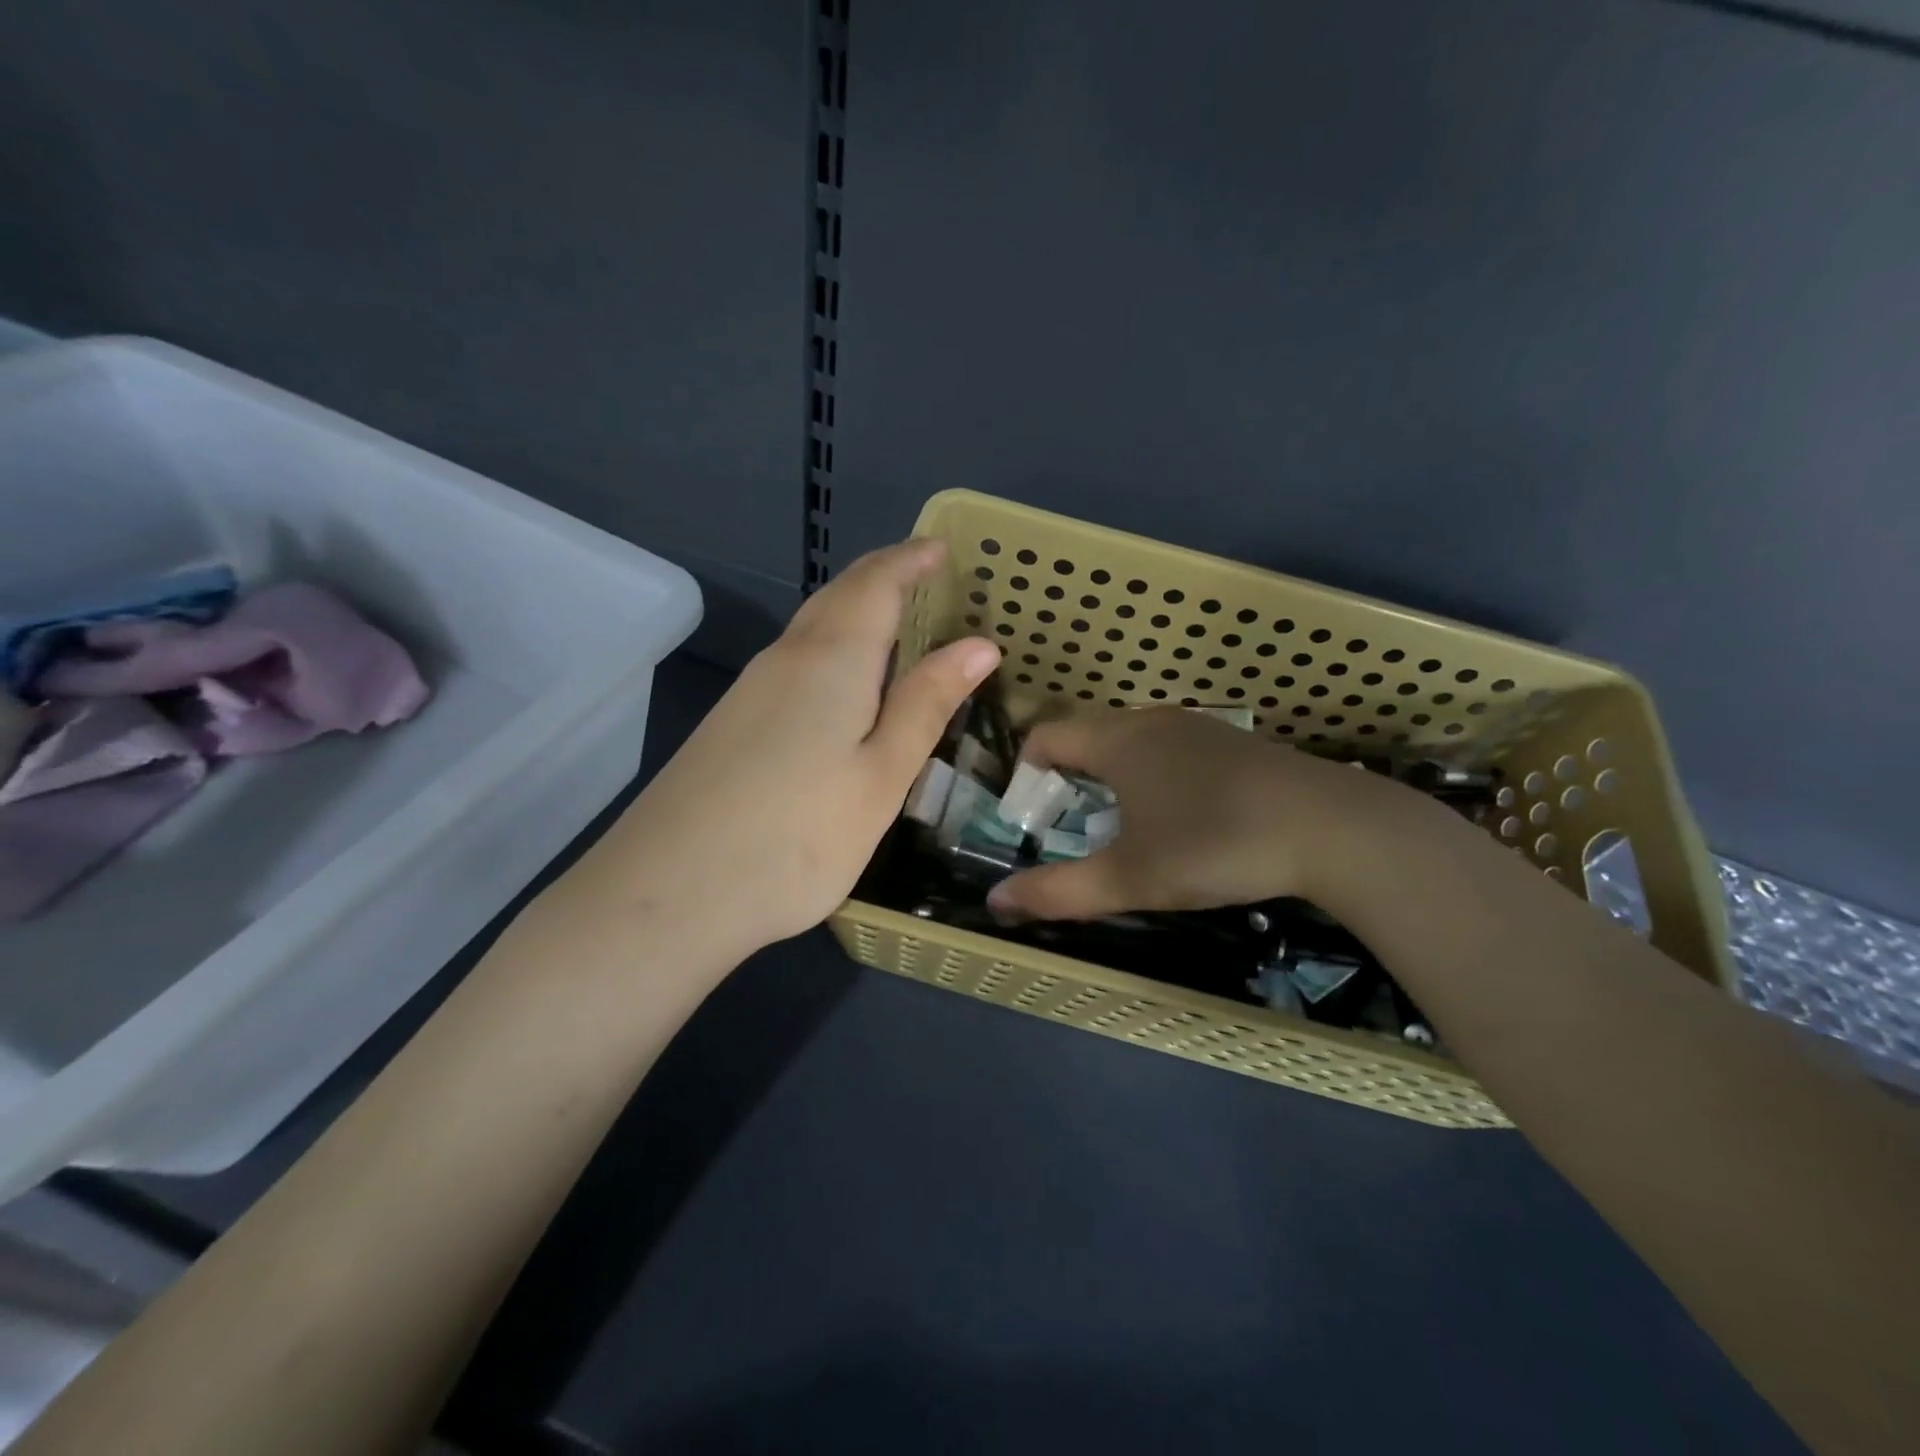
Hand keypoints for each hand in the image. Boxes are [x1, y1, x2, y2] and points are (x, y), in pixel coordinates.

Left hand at [581, 539, 998, 962]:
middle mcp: (785, 659)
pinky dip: (832, 652)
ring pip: (812, 631)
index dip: (911, 560)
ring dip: (856, 614)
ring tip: (899, 628)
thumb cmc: (797, 837)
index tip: (942, 547)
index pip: (876, 583)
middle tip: (926, 578)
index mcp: (831, 660)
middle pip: (838, 597)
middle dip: (883, 577)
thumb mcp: (881, 775)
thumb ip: (926, 704)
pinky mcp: (731, 724)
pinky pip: (794, 665)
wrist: (669, 894)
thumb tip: (978, 645)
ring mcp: (749, 692)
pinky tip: (845, 688)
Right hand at [987, 707, 1434, 921]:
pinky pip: (1169, 750)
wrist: (1332, 828)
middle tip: (1067, 830)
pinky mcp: (1233, 743)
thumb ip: (1058, 891)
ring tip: (1118, 828)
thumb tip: (996, 901)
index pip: (1045, 736)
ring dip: (1110, 778)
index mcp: (1117, 740)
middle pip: (1086, 737)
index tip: (1029, 818)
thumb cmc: (1214, 844)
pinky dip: (1151, 776)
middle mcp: (1150, 721)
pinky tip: (1177, 819)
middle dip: (1066, 779)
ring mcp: (1196, 727)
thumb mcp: (1130, 878)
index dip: (1025, 774)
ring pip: (1130, 742)